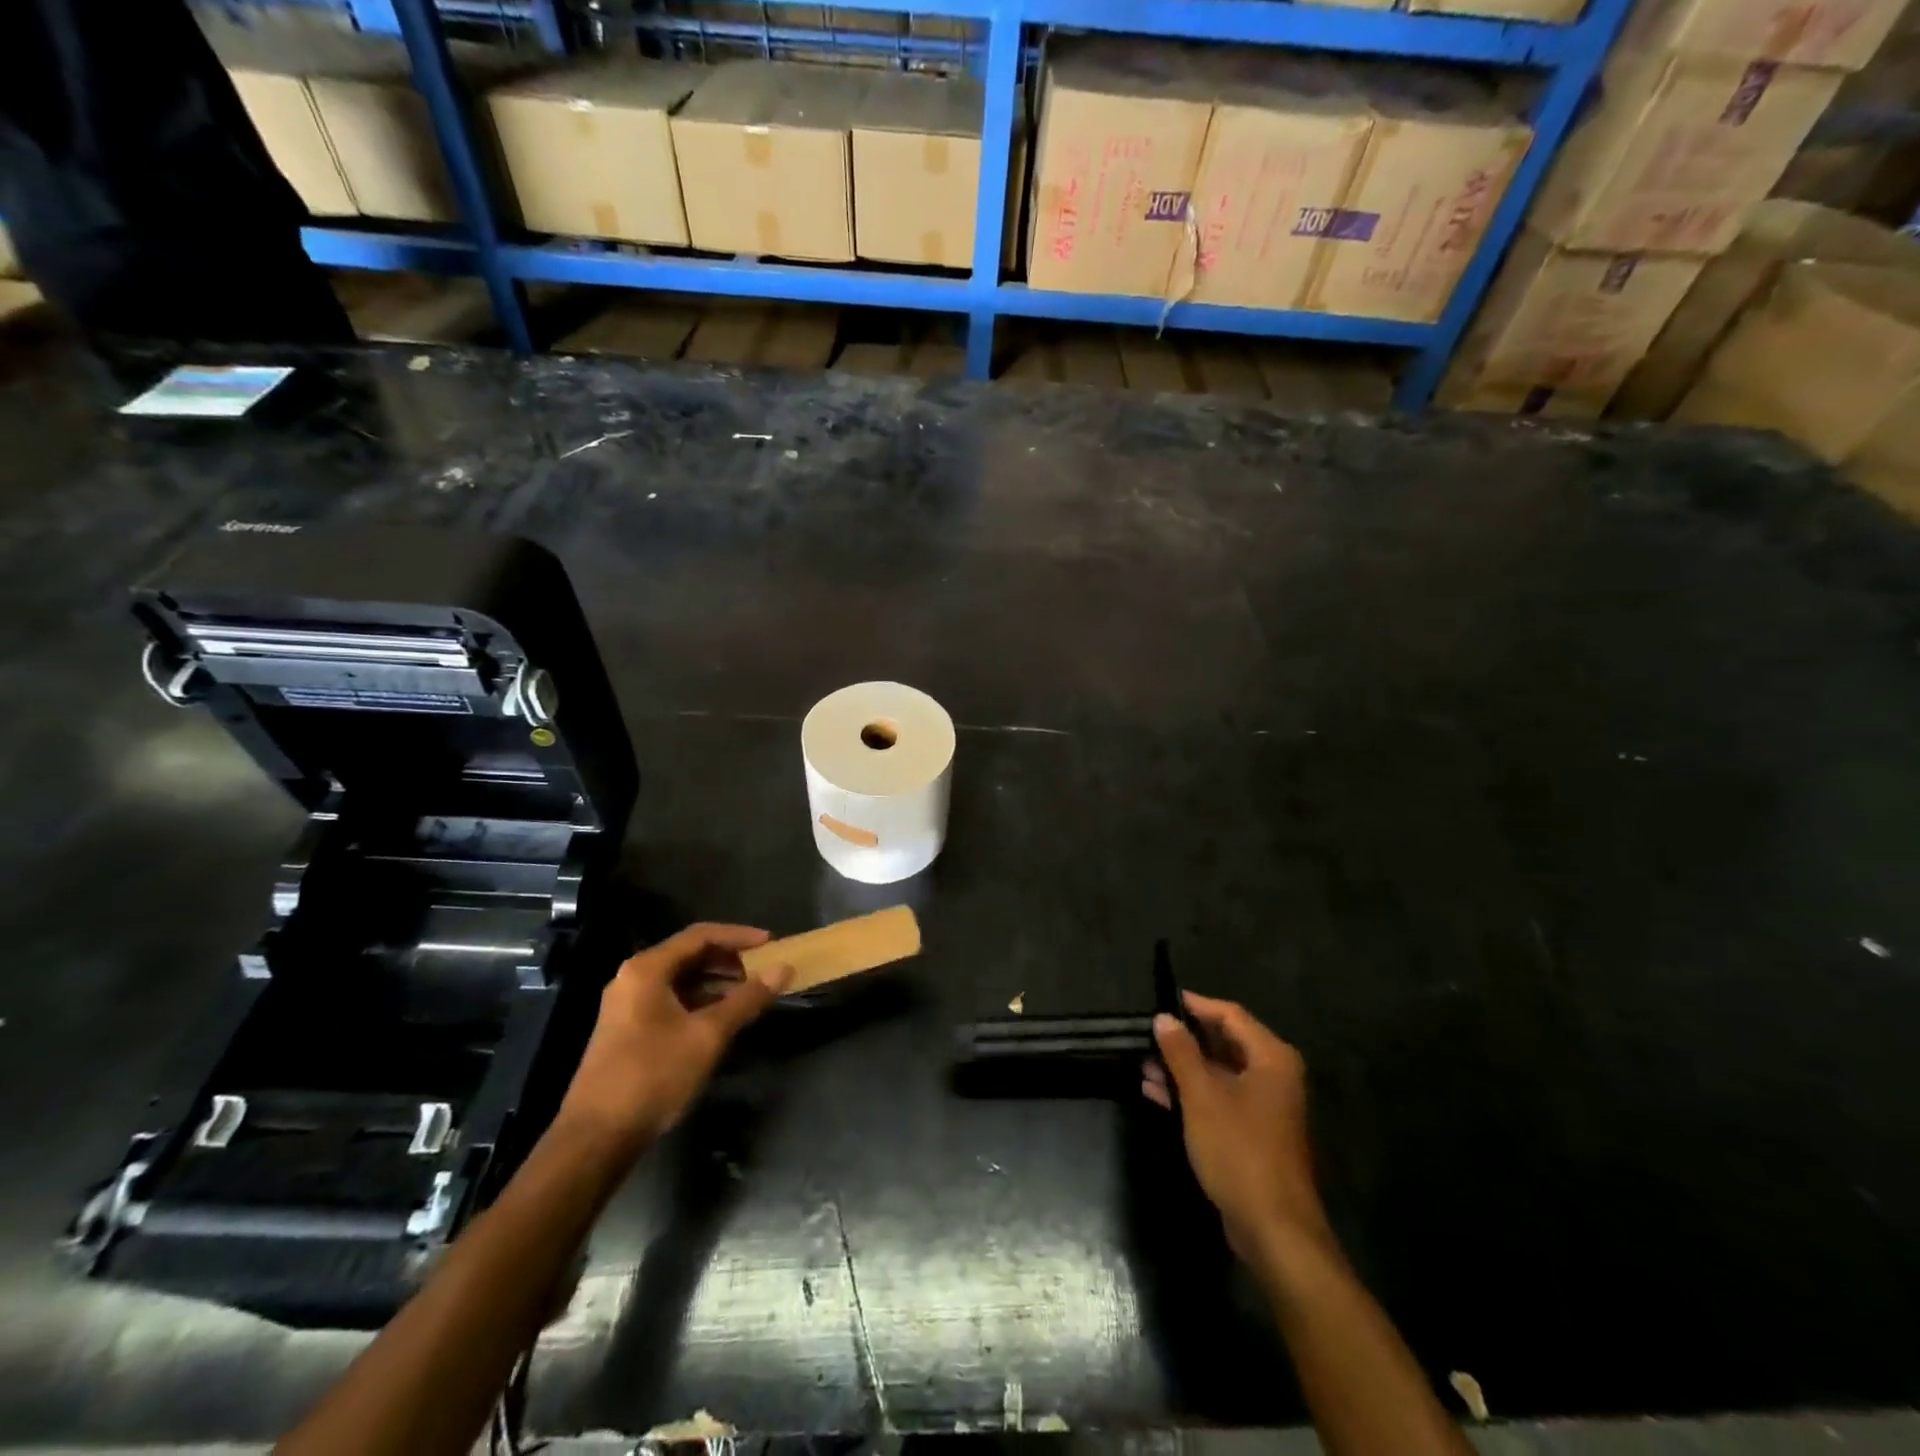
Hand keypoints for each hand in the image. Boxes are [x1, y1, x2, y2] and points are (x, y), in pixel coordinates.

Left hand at [554, 923, 792, 1161]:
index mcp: (647, 969)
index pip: (701, 935)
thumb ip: (748, 999)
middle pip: (689, 955)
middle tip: (763, 971)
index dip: (739, 937)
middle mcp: (633, 978)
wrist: (597, 1138)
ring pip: (681, 980)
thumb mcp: (708, 1035)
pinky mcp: (628, 1030)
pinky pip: (672, 1000)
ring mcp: (628, 1005)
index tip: (771, 943)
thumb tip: (784, 969)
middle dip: (729, 961)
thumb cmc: (654, 1075)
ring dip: (717, 983)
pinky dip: (700, 1002)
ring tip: (750, 995)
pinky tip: (723, 1019)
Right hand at [1143, 992, 1329, 1261]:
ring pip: (1218, 1073)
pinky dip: (1190, 1094)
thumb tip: (1163, 1017)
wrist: (1273, 1229)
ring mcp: (1264, 1107)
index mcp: (1271, 1059)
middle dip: (1184, 1040)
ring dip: (1182, 1069)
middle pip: (1224, 1043)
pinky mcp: (1252, 1133)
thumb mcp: (1202, 1096)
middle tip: (1147, 1035)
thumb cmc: (1239, 1150)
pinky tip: (1155, 1093)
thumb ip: (1181, 1052)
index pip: (1231, 1015)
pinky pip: (1218, 1100)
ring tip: (1142, 1064)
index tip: (1162, 1000)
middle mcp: (1273, 1076)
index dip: (1196, 1005)